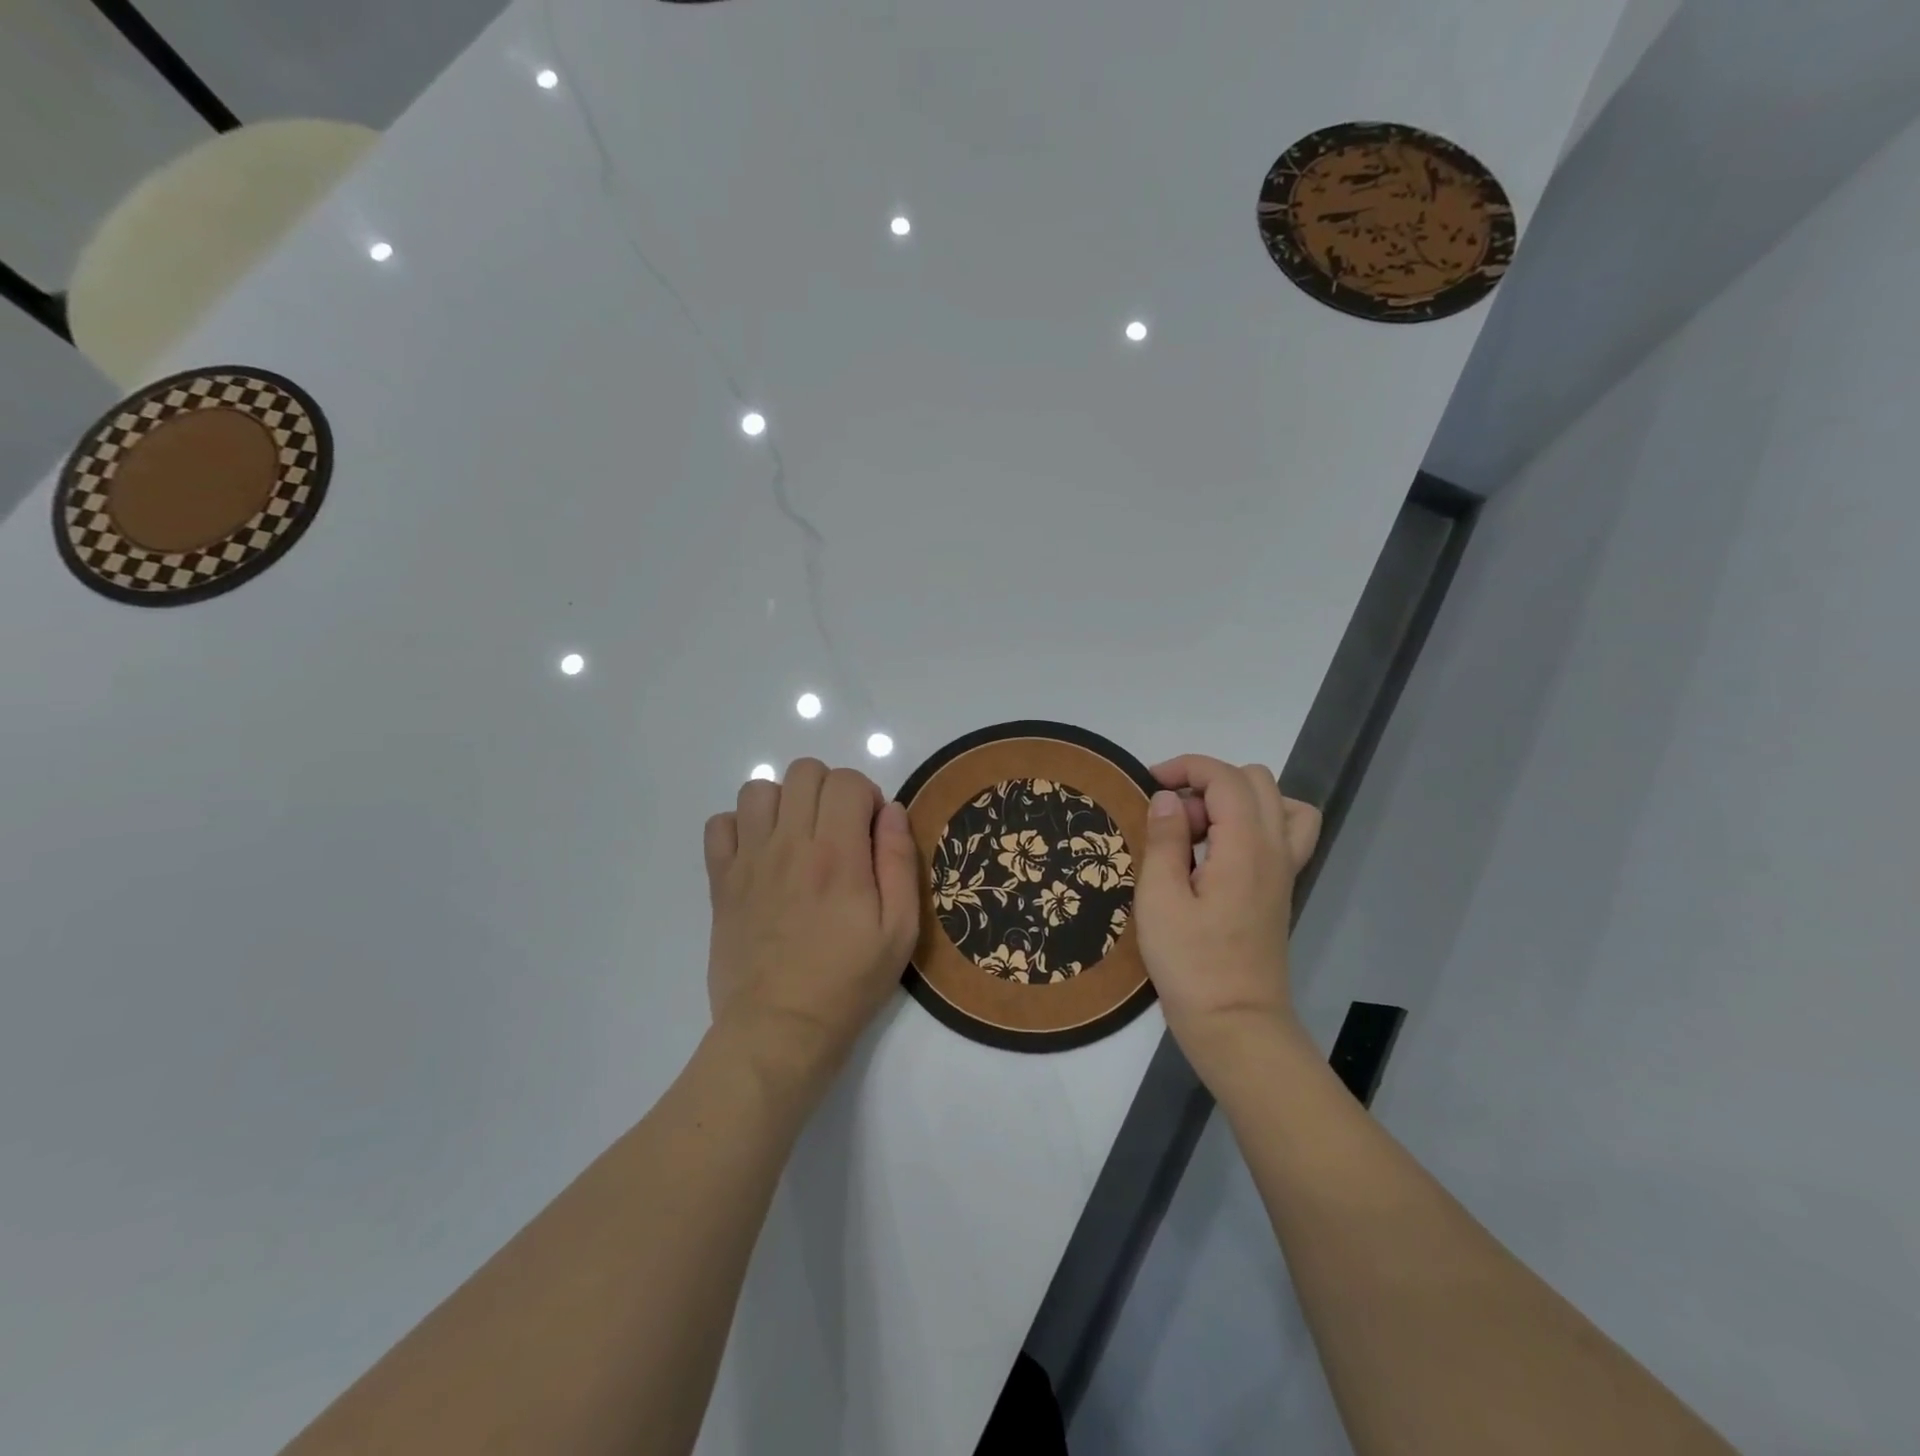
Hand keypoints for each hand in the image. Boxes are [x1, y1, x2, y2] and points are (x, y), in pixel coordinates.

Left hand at [703, 759, 920, 1089]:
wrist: (779, 1029)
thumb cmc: (848, 982)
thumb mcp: (899, 930)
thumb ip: (899, 862)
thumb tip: (891, 811)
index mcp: (837, 854)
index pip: (846, 781)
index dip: (865, 795)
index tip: (870, 830)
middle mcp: (789, 844)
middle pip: (804, 772)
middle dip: (829, 790)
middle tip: (839, 831)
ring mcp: (749, 860)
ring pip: (759, 789)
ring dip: (785, 802)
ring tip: (798, 838)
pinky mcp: (721, 881)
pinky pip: (719, 824)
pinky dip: (740, 827)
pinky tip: (760, 855)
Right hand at [1134, 755, 1322, 1082]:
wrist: (1236, 1025)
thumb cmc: (1191, 964)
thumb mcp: (1159, 899)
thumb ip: (1165, 839)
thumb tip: (1167, 797)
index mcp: (1246, 847)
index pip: (1226, 777)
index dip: (1186, 767)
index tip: (1148, 784)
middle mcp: (1275, 849)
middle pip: (1256, 781)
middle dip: (1208, 782)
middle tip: (1173, 818)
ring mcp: (1284, 870)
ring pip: (1279, 803)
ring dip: (1236, 800)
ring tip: (1201, 830)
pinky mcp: (1281, 890)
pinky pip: (1285, 833)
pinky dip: (1255, 823)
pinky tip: (1220, 853)